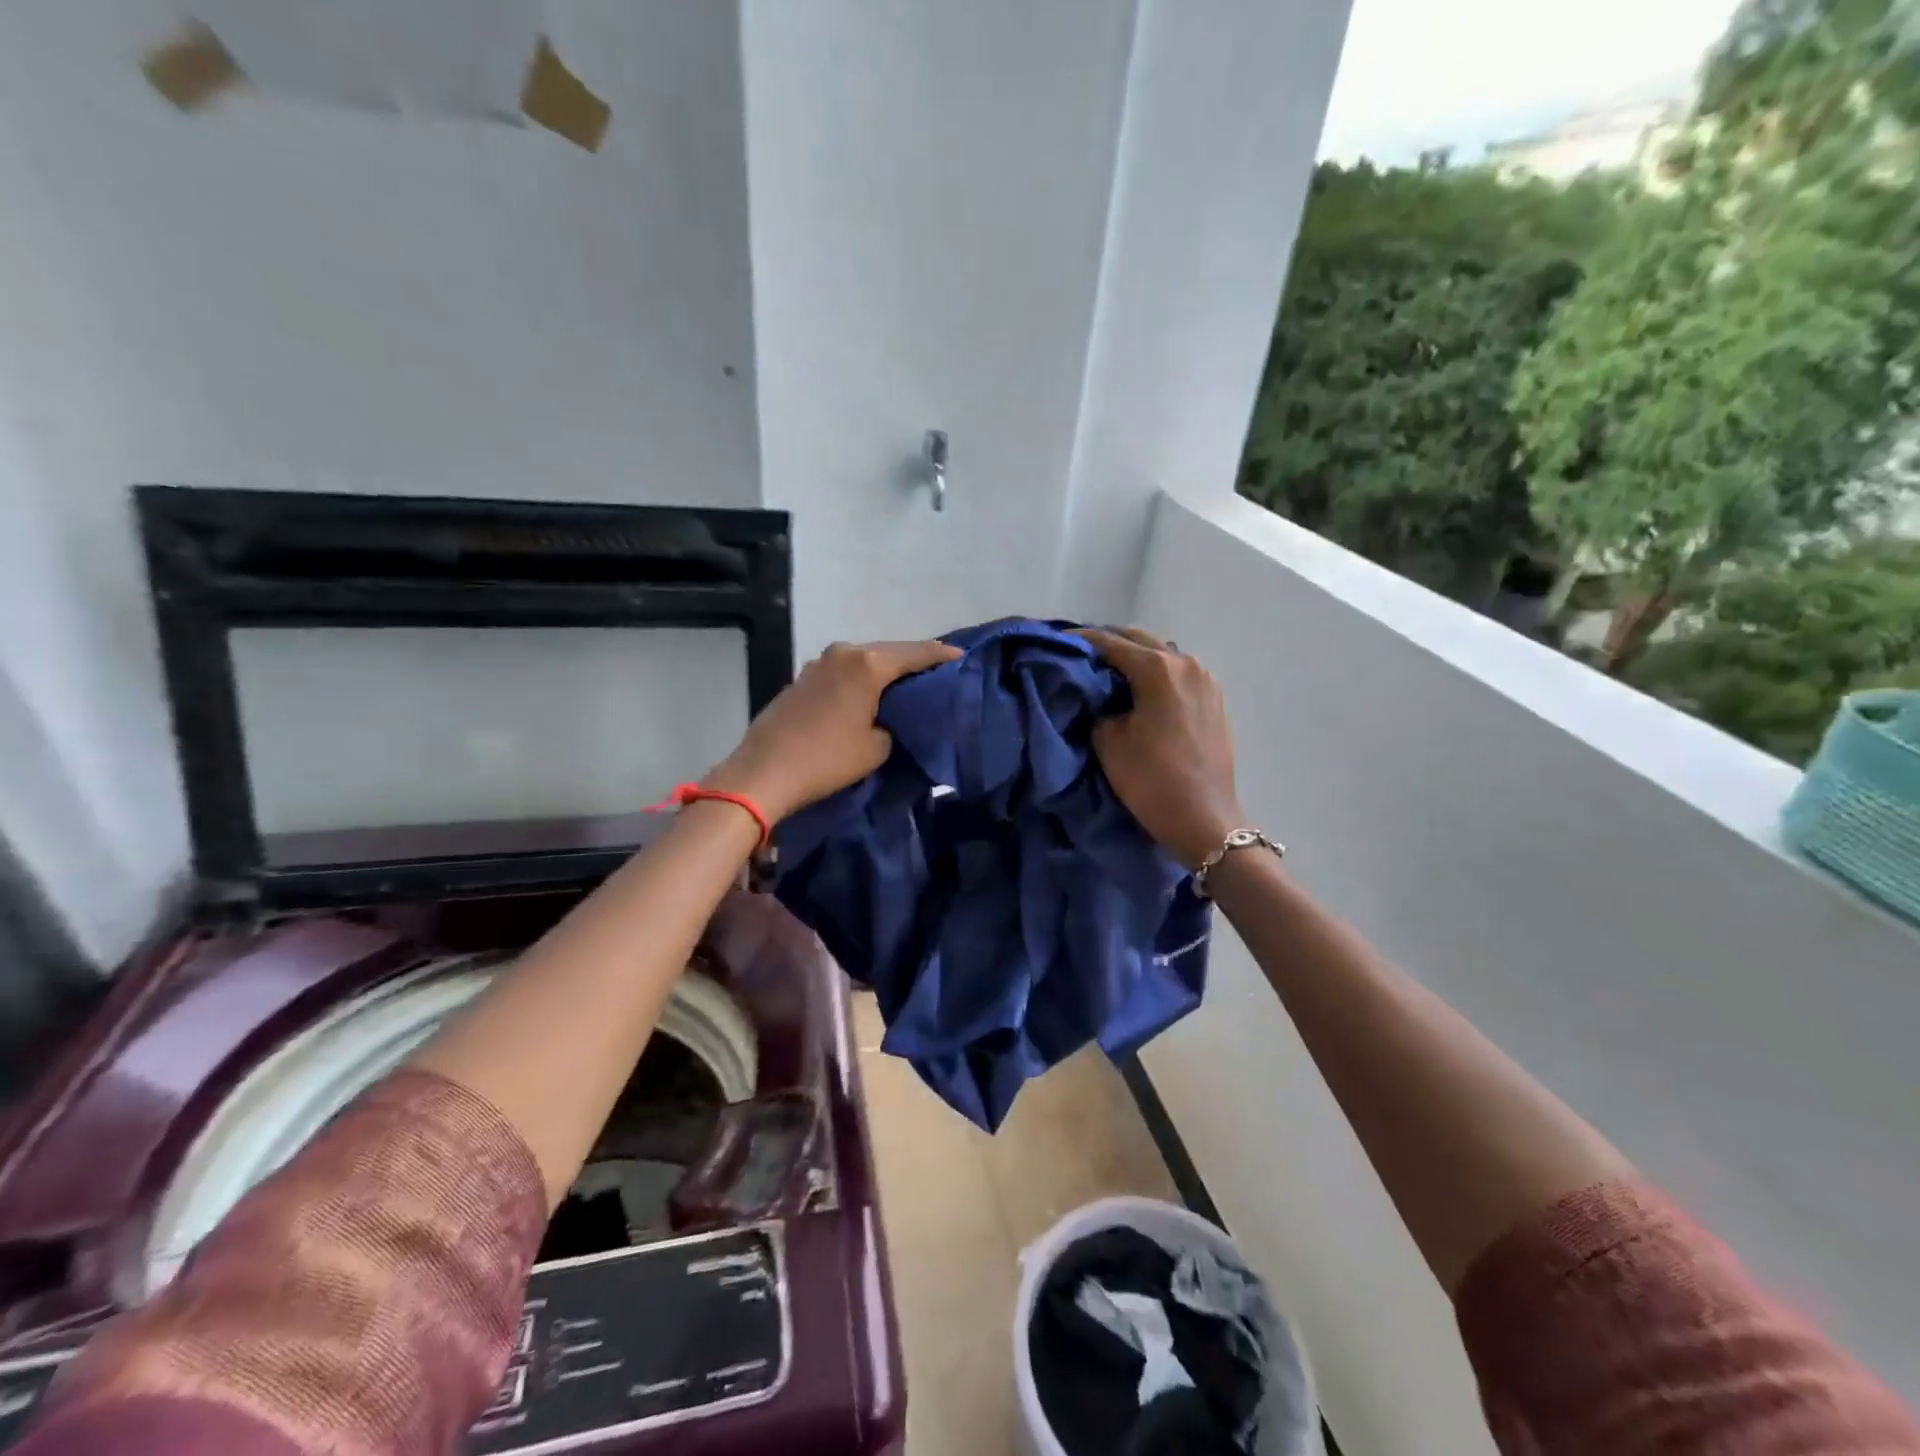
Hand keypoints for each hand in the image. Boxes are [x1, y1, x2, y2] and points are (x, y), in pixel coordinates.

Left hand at [705, 639, 962, 823]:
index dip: (942, 656)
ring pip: (863, 660)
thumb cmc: (827, 759)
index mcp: (867, 664)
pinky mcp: (802, 678)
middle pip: (888, 651)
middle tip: (938, 672)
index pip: (916, 653)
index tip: (963, 658)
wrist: (764, 772)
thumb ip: (894, 725)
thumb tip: (888, 720)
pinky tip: (870, 692)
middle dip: (913, 660)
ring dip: (884, 669)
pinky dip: (861, 678)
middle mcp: (843, 653)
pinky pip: (843, 671)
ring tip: (906, 683)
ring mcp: (818, 663)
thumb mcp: (876, 748)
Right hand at [1074, 627, 1244, 869]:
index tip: (1058, 641)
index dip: (1081, 640)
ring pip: (1162, 653)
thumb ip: (1099, 707)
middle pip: (1140, 640)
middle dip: (1110, 642)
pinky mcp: (1215, 698)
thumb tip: (1102, 696)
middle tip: (1082, 653)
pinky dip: (1157, 672)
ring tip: (1110, 670)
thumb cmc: (1151, 779)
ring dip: (1136, 656)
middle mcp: (1185, 663)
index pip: (1110, 643)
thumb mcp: (1108, 741)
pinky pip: (1179, 673)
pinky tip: (1142, 688)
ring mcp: (1206, 679)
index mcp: (1157, 669)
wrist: (1203, 818)